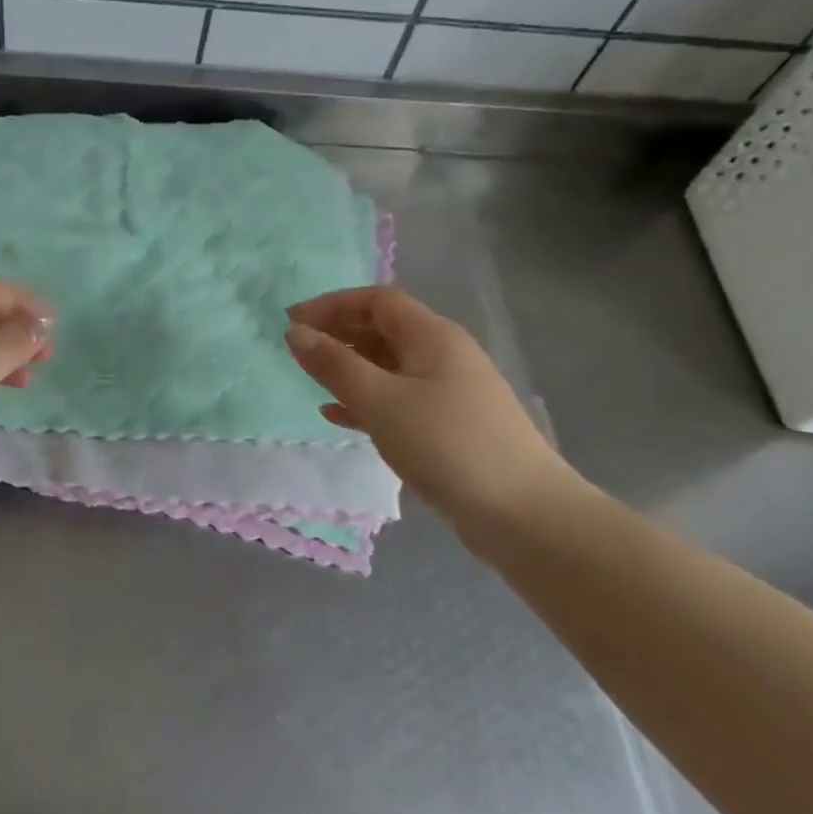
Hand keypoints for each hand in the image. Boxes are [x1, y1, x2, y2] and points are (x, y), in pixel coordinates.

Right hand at [284, 286, 579, 541]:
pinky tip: (337, 416)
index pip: (377, 301)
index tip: (292, 321)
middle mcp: (444, 354)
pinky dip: (366, 400)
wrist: (520, 512)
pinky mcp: (449, 425)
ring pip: (389, 365)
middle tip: (298, 350)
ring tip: (312, 380)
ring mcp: (449, 391)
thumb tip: (295, 331)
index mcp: (433, 336)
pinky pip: (398, 398)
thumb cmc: (445, 444)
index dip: (331, 304)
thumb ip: (334, 364)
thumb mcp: (380, 400)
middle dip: (338, 333)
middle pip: (384, 329)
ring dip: (349, 367)